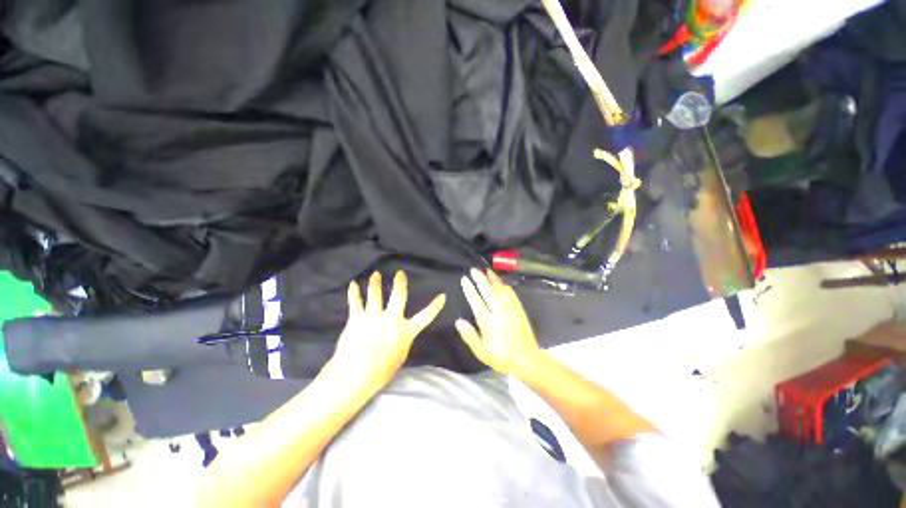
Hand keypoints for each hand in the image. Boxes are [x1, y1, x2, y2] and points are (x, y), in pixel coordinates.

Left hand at [327, 271, 445, 392]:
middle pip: (398, 296)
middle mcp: (392, 319)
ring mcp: (374, 317)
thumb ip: (402, 340)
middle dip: (400, 283)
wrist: (356, 374)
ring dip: (375, 283)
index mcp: (406, 330)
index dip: (436, 306)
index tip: (443, 296)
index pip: (426, 316)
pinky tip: (353, 284)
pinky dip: (353, 292)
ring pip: (375, 295)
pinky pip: (355, 302)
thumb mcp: (399, 356)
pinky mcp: (357, 318)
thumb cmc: (381, 371)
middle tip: (400, 273)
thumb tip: (401, 334)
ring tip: (376, 274)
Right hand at [456, 269, 543, 377]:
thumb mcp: (481, 351)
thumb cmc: (501, 356)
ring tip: (486, 270)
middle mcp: (499, 312)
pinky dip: (504, 285)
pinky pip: (511, 293)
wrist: (526, 359)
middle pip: (488, 291)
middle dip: (480, 279)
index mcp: (488, 322)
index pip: (476, 301)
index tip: (465, 279)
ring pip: (500, 289)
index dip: (470, 288)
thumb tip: (458, 321)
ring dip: (493, 278)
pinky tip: (501, 281)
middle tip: (473, 270)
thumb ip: (469, 335)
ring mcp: (511, 308)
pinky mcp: (519, 308)